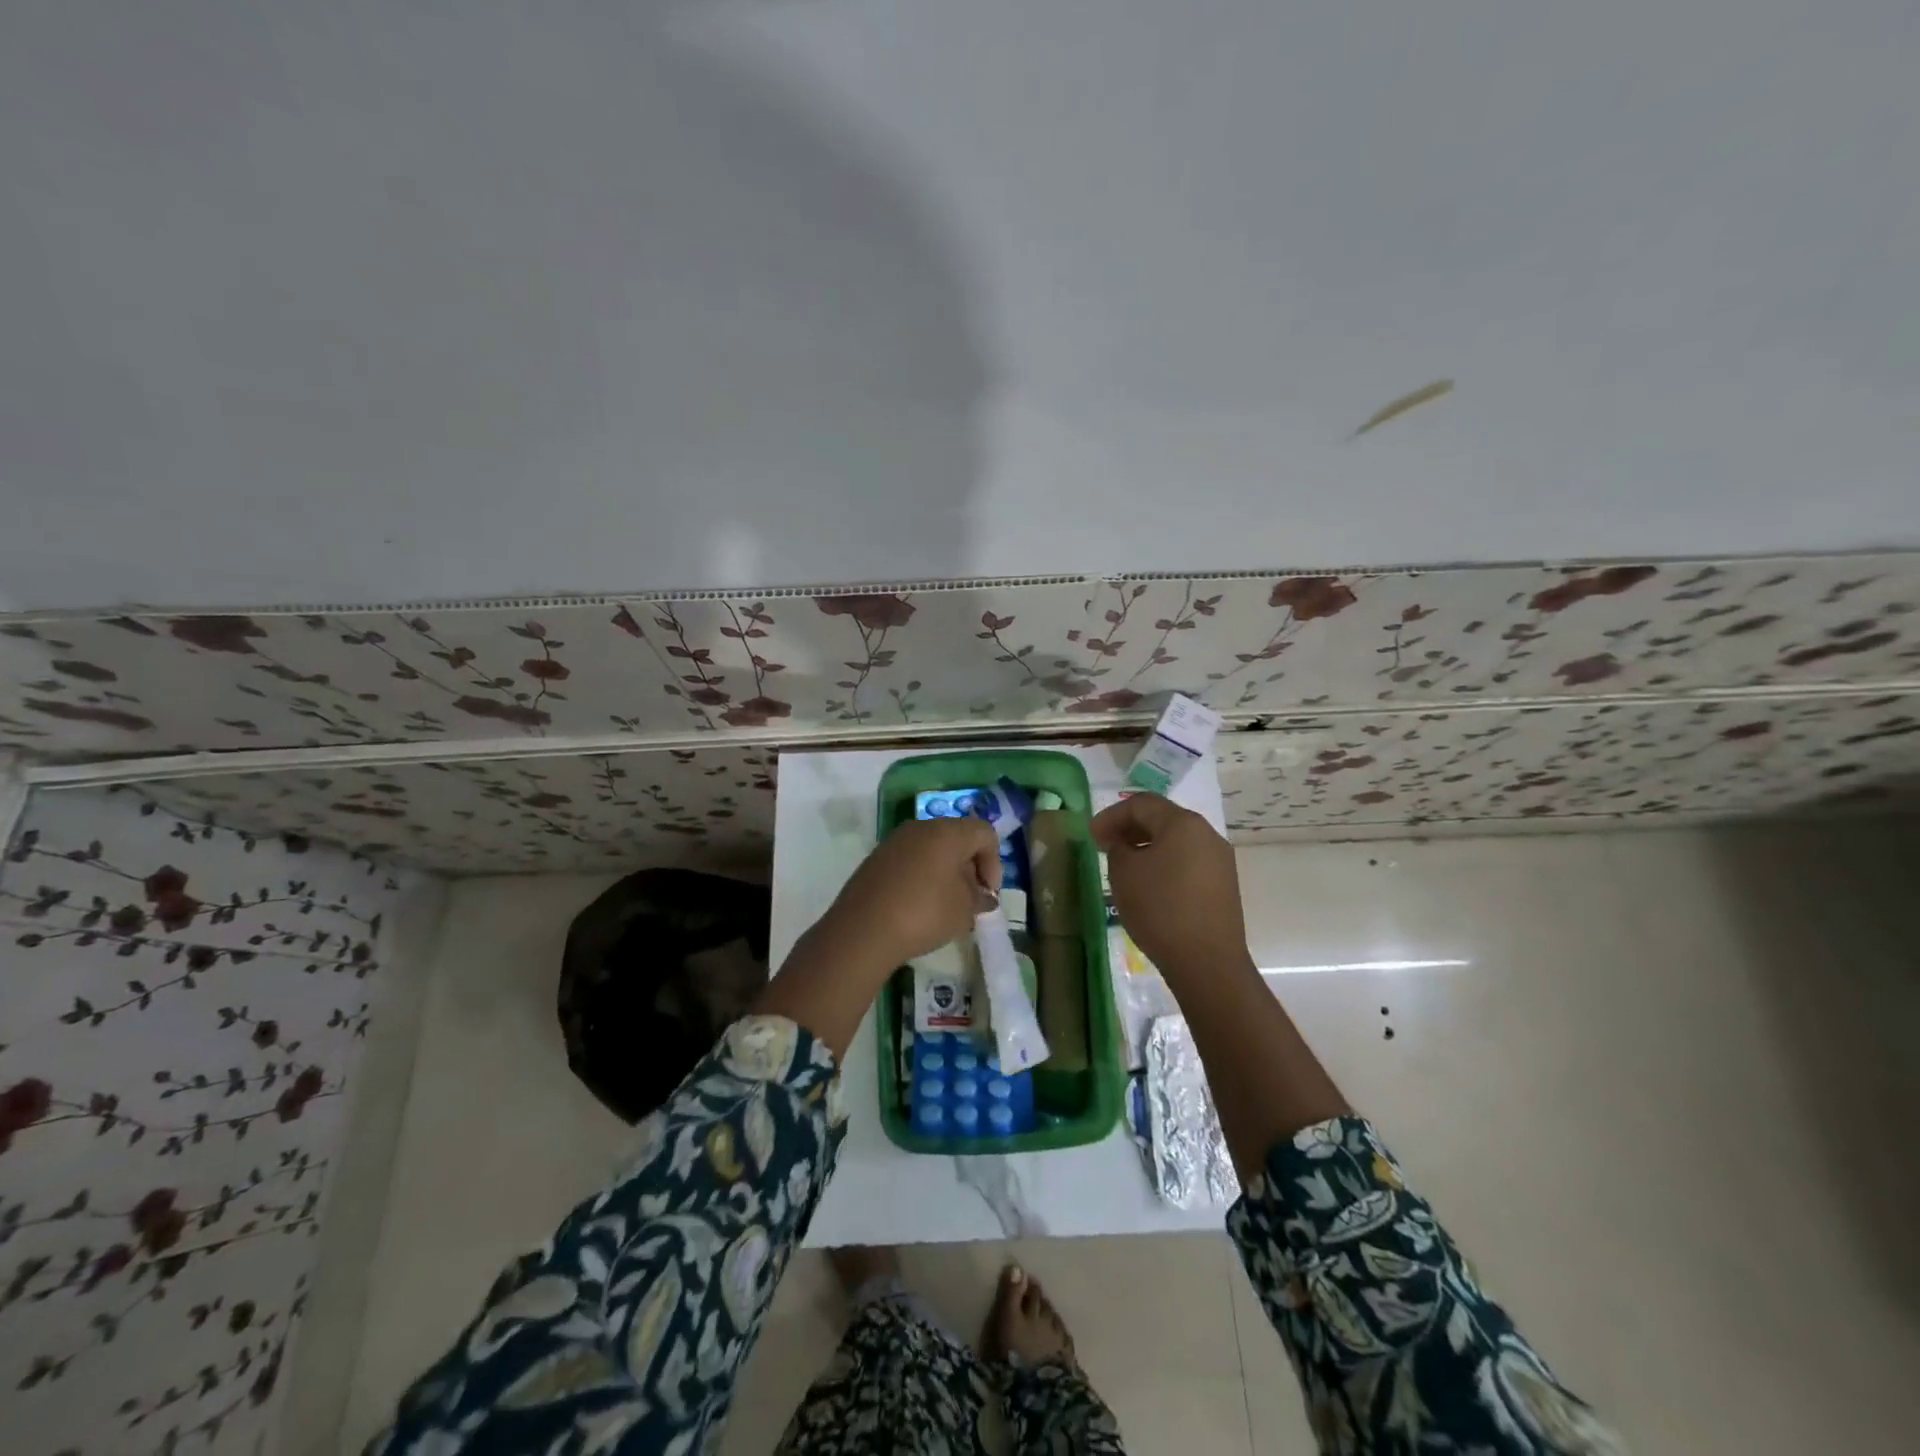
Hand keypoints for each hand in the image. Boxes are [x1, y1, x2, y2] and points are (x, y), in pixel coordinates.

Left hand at [810, 816, 1001, 976]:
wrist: (863, 930)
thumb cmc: (924, 914)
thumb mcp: (964, 911)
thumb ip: (980, 899)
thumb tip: (983, 896)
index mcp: (947, 832)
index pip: (984, 832)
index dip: (994, 862)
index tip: (988, 893)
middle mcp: (920, 828)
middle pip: (957, 837)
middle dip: (970, 866)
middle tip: (970, 899)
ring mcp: (894, 841)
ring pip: (932, 848)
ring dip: (946, 871)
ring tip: (945, 904)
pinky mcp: (876, 858)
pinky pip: (910, 859)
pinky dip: (922, 875)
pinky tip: (919, 905)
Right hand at [1091, 794, 1248, 981]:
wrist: (1207, 962)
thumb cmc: (1160, 909)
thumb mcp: (1124, 874)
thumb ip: (1118, 849)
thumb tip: (1126, 848)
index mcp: (1183, 823)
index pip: (1142, 804)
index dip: (1112, 815)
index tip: (1091, 835)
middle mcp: (1207, 834)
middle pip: (1163, 819)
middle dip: (1130, 829)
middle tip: (1104, 846)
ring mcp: (1220, 861)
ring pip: (1177, 842)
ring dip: (1148, 847)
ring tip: (1125, 866)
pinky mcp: (1224, 886)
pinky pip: (1189, 863)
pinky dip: (1165, 864)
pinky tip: (1150, 885)